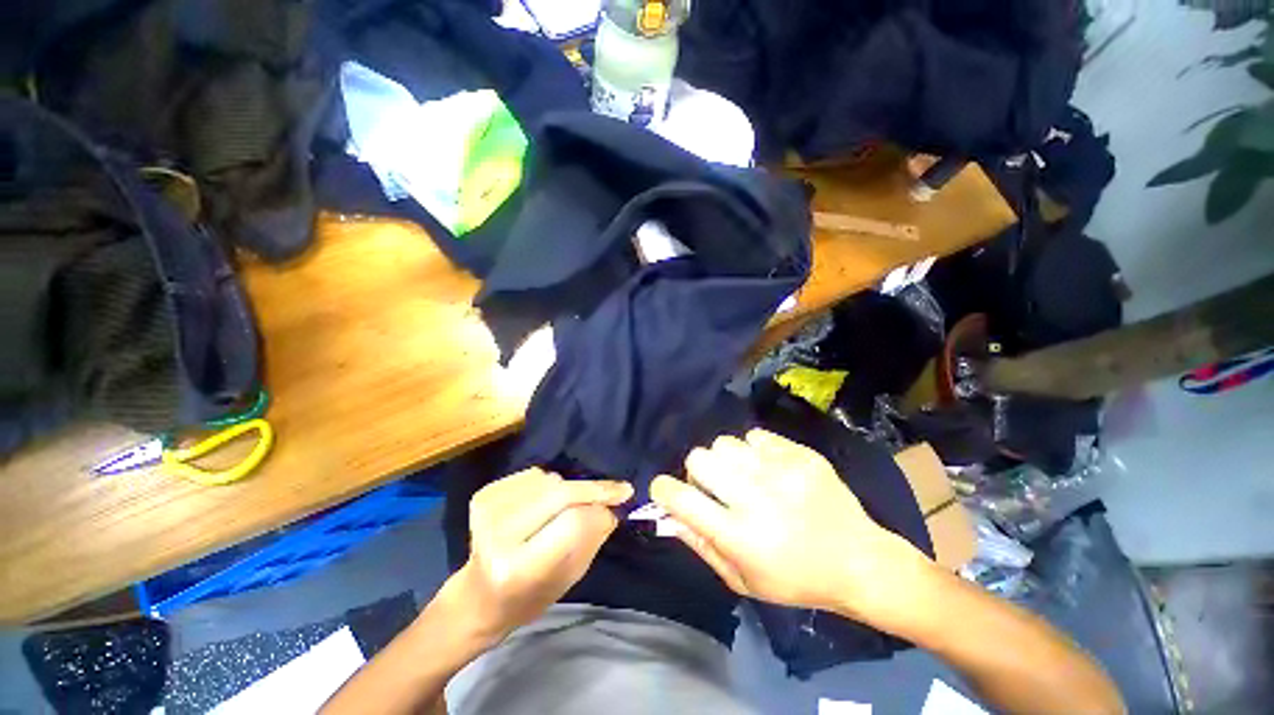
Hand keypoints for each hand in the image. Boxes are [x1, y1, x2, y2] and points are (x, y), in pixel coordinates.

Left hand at [450, 468, 632, 642]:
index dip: (600, 505)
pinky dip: (549, 483)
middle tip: (617, 489)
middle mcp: (499, 534)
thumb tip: (611, 505)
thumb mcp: (569, 578)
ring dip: (570, 488)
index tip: (624, 496)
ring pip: (550, 479)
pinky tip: (545, 502)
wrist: (478, 596)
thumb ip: (592, 538)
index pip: (572, 521)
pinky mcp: (484, 494)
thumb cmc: (529, 596)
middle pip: (560, 493)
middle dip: (593, 488)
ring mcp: (488, 510)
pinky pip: (534, 474)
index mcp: (518, 568)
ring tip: (570, 507)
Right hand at [650, 430, 930, 622]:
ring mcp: (780, 470)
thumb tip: (668, 515)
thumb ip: (700, 545)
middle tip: (716, 488)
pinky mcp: (800, 454)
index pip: (681, 498)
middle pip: (699, 458)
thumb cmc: (796, 580)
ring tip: (744, 477)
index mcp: (739, 535)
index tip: (665, 490)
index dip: (663, 489)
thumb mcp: (743, 580)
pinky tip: (769, 469)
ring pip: (724, 442)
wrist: (860, 560)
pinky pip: (755, 436)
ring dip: (725, 460)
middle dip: (698, 472)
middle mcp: (755, 497)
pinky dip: (754, 451)